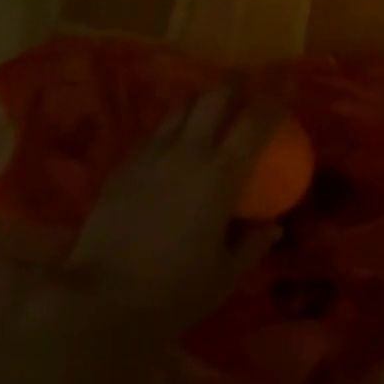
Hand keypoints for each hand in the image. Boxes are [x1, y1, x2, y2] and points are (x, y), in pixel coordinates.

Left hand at [63, 85, 283, 336]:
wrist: (103, 298)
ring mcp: (153, 152)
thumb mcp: (225, 276)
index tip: (280, 103)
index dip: (271, 105)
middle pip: (215, 95)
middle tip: (245, 88)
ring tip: (208, 112)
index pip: (254, 122)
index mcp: (221, 174)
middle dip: (235, 84)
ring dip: (201, 102)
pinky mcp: (125, 162)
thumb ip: (252, 245)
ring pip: (181, 106)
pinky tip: (172, 147)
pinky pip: (155, 132)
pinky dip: (172, 128)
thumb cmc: (174, 292)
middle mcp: (189, 150)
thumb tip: (273, 226)